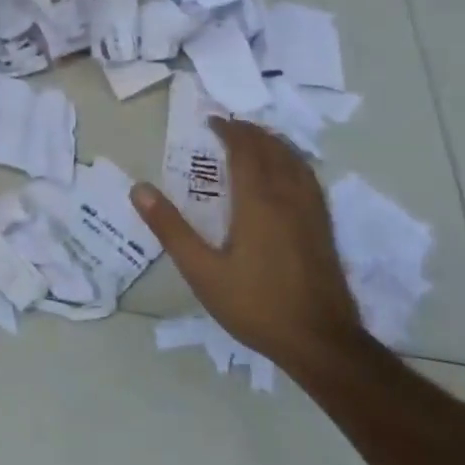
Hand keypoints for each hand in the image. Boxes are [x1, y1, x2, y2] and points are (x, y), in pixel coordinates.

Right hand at [132, 117, 362, 372]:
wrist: (320, 342)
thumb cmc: (255, 305)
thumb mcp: (202, 271)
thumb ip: (171, 228)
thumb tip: (139, 189)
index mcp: (258, 202)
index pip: (245, 150)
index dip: (229, 131)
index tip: (211, 122)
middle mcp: (288, 196)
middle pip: (272, 149)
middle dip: (250, 132)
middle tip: (229, 128)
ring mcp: (312, 211)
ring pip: (295, 160)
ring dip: (273, 143)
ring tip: (256, 141)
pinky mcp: (325, 227)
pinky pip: (309, 177)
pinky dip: (293, 161)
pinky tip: (288, 174)